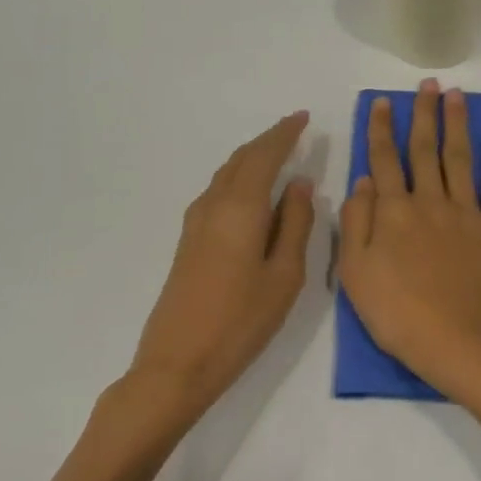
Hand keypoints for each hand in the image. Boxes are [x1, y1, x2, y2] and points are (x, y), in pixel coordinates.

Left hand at [130, 113, 314, 417]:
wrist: (178, 362)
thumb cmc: (241, 321)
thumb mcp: (285, 275)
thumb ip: (295, 224)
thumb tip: (299, 184)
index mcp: (240, 208)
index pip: (264, 156)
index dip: (284, 134)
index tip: (303, 117)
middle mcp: (213, 205)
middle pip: (241, 159)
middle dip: (268, 141)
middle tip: (293, 130)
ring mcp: (196, 223)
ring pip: (226, 174)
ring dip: (251, 158)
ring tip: (276, 154)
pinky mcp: (189, 241)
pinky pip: (218, 192)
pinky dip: (238, 178)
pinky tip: (251, 192)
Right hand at [338, 80, 480, 397]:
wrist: (458, 342)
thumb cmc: (398, 314)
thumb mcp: (355, 274)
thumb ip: (356, 222)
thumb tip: (362, 180)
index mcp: (393, 213)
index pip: (384, 160)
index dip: (381, 129)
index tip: (382, 102)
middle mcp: (430, 202)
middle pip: (424, 150)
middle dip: (423, 114)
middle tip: (427, 84)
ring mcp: (466, 213)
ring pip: (459, 158)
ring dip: (457, 124)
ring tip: (457, 95)